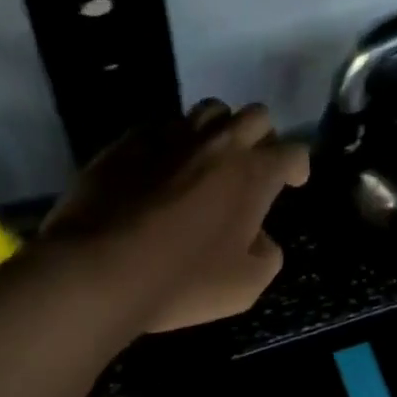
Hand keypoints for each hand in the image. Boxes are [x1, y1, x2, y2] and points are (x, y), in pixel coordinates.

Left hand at [44, 100, 309, 332]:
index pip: (293, 151)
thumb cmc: (183, 280)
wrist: (99, 269)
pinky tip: (162, 166)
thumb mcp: (246, 286)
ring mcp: (171, 137)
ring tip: (209, 156)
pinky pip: (160, 127)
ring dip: (219, 129)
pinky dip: (171, 141)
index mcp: (253, 174)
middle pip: (255, 115)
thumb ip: (267, 254)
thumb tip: (259, 236)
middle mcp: (218, 144)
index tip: (293, 182)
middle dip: (263, 137)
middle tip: (253, 165)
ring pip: (209, 110)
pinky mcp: (128, 142)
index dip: (298, 166)